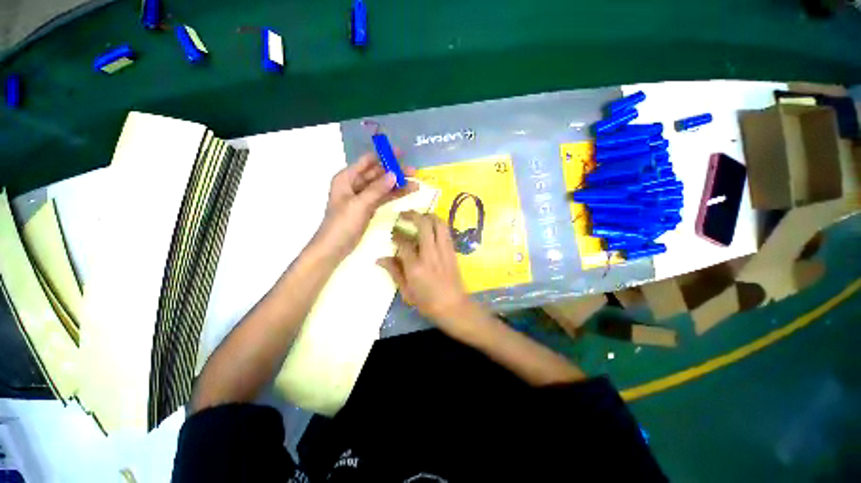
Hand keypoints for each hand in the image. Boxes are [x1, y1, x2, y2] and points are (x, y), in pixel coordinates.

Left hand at [314, 152, 416, 258]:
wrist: (334, 248)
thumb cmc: (342, 224)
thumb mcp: (359, 204)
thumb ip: (377, 189)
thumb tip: (394, 174)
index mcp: (347, 178)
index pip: (368, 161)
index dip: (384, 155)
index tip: (401, 153)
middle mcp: (355, 184)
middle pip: (378, 173)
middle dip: (395, 172)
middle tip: (414, 172)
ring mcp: (363, 196)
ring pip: (383, 186)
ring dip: (398, 184)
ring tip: (416, 184)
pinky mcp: (369, 207)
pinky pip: (383, 197)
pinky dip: (394, 195)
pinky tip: (408, 193)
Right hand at [377, 212, 482, 334]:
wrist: (454, 306)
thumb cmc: (427, 302)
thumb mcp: (406, 291)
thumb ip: (394, 272)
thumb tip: (380, 258)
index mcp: (415, 267)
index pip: (403, 242)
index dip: (396, 235)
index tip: (393, 234)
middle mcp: (430, 254)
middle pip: (423, 224)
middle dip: (412, 215)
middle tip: (404, 214)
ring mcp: (444, 251)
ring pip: (438, 223)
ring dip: (428, 215)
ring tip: (419, 216)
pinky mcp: (452, 251)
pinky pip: (446, 231)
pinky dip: (438, 224)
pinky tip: (431, 226)